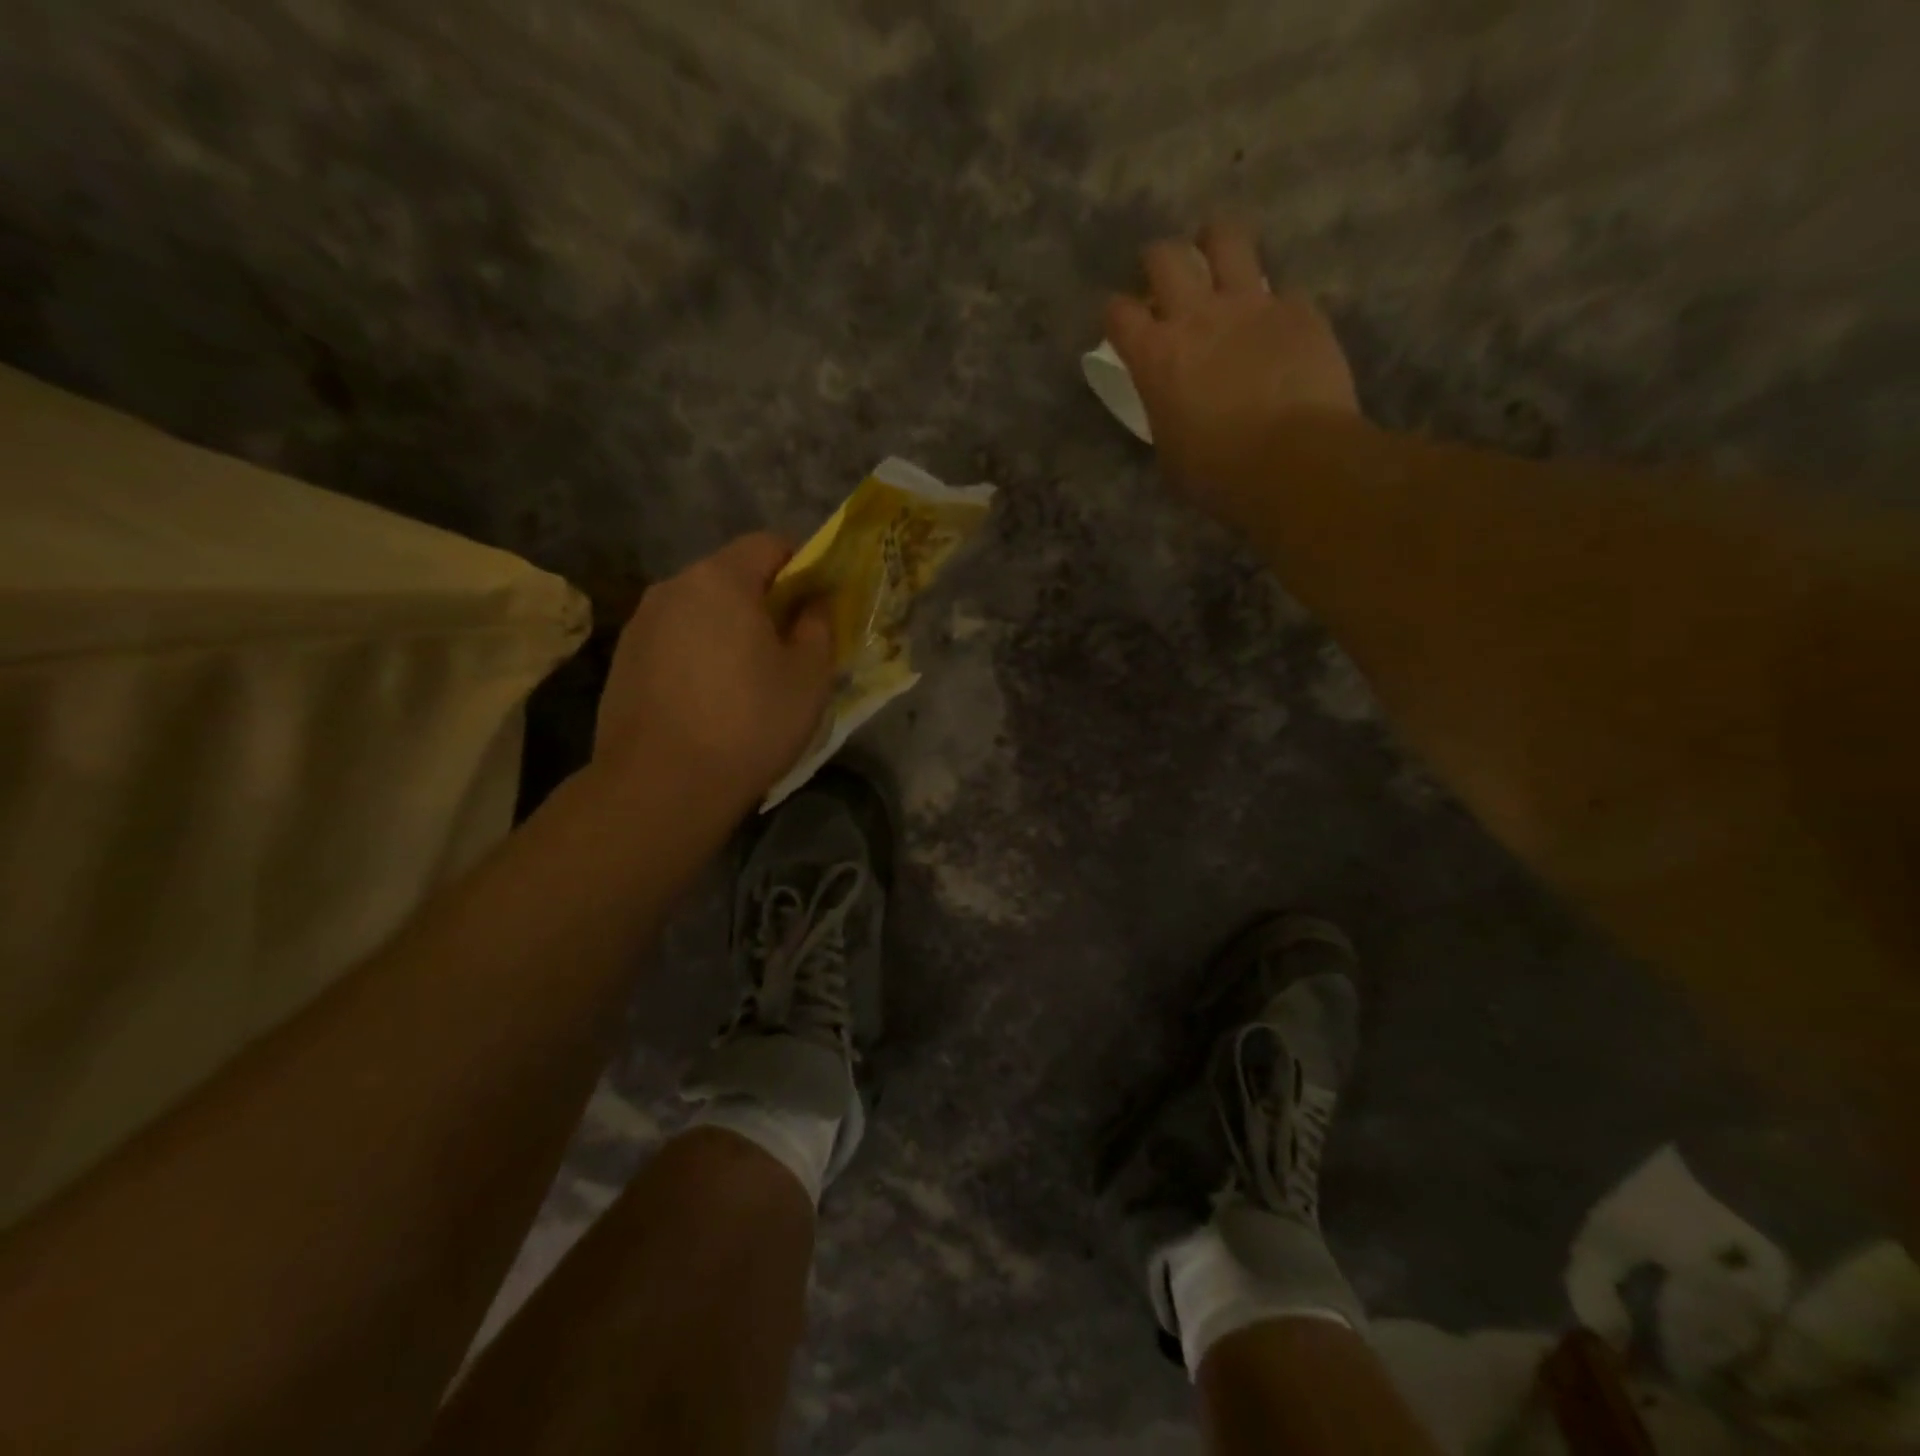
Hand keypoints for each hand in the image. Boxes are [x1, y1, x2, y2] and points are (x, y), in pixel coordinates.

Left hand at [593, 534, 834, 809]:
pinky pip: (674, 640)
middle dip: (763, 601)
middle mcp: (673, 588)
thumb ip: (818, 627)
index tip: (816, 605)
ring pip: (699, 610)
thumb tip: (814, 604)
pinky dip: (697, 654)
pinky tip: (707, 700)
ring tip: (745, 680)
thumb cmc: (749, 724)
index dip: (801, 565)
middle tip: (787, 647)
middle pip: (730, 575)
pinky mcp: (623, 660)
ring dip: (727, 629)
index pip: (768, 543)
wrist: (661, 786)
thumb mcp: (809, 677)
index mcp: (721, 580)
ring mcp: (640, 624)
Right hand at [1106, 220, 1360, 519]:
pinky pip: (1281, 289)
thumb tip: (1174, 403)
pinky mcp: (1298, 309)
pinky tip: (1276, 325)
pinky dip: (1274, 303)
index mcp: (1155, 357)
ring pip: (1226, 238)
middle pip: (1164, 257)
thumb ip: (1166, 412)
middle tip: (1164, 282)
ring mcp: (1251, 305)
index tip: (1122, 326)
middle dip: (1157, 263)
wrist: (1294, 463)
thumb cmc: (1218, 475)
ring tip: (1218, 259)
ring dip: (1215, 243)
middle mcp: (1197, 316)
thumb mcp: (1170, 453)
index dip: (1116, 316)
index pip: (1118, 313)